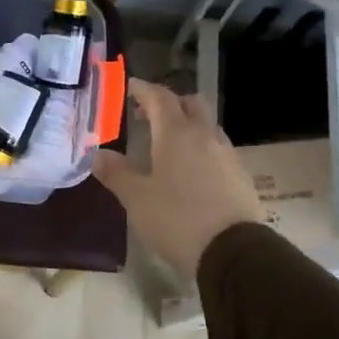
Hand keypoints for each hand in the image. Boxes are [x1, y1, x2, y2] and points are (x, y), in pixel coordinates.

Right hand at [93, 79, 261, 278]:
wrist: (232, 251)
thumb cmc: (176, 219)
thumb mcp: (136, 199)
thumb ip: (116, 173)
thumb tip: (98, 154)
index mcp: (176, 134)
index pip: (160, 98)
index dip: (144, 89)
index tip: (131, 86)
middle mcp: (204, 136)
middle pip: (189, 104)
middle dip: (169, 103)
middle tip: (148, 114)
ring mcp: (227, 154)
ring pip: (206, 125)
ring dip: (187, 124)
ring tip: (169, 142)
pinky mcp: (240, 175)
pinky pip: (217, 148)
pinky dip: (201, 147)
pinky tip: (191, 168)